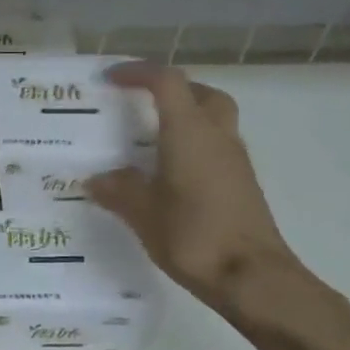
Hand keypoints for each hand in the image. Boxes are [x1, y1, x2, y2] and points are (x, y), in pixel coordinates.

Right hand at [86, 62, 301, 314]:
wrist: (252, 277)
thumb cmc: (193, 236)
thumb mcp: (142, 213)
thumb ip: (118, 190)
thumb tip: (96, 179)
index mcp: (189, 133)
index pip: (167, 82)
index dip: (139, 73)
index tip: (111, 79)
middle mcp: (217, 137)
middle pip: (201, 94)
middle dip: (171, 90)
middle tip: (142, 104)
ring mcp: (235, 161)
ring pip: (214, 120)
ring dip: (186, 117)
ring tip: (151, 140)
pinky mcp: (242, 184)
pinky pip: (216, 147)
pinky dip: (193, 145)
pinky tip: (170, 174)